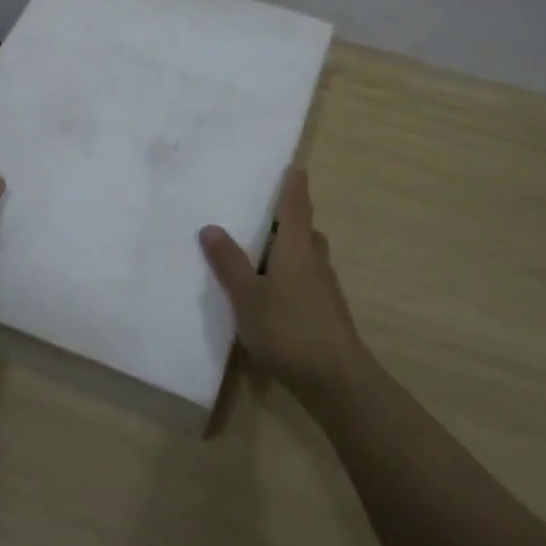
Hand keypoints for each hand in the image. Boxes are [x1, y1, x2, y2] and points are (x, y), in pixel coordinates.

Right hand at [200, 167, 365, 402]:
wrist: (334, 378)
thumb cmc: (287, 327)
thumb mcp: (246, 295)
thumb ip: (229, 262)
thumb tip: (211, 227)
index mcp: (297, 247)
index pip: (297, 205)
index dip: (293, 185)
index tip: (293, 167)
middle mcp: (315, 260)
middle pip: (305, 230)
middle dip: (288, 220)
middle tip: (263, 215)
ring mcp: (325, 288)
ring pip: (308, 257)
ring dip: (289, 250)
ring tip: (260, 255)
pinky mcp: (327, 312)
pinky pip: (307, 281)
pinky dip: (291, 277)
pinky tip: (272, 295)